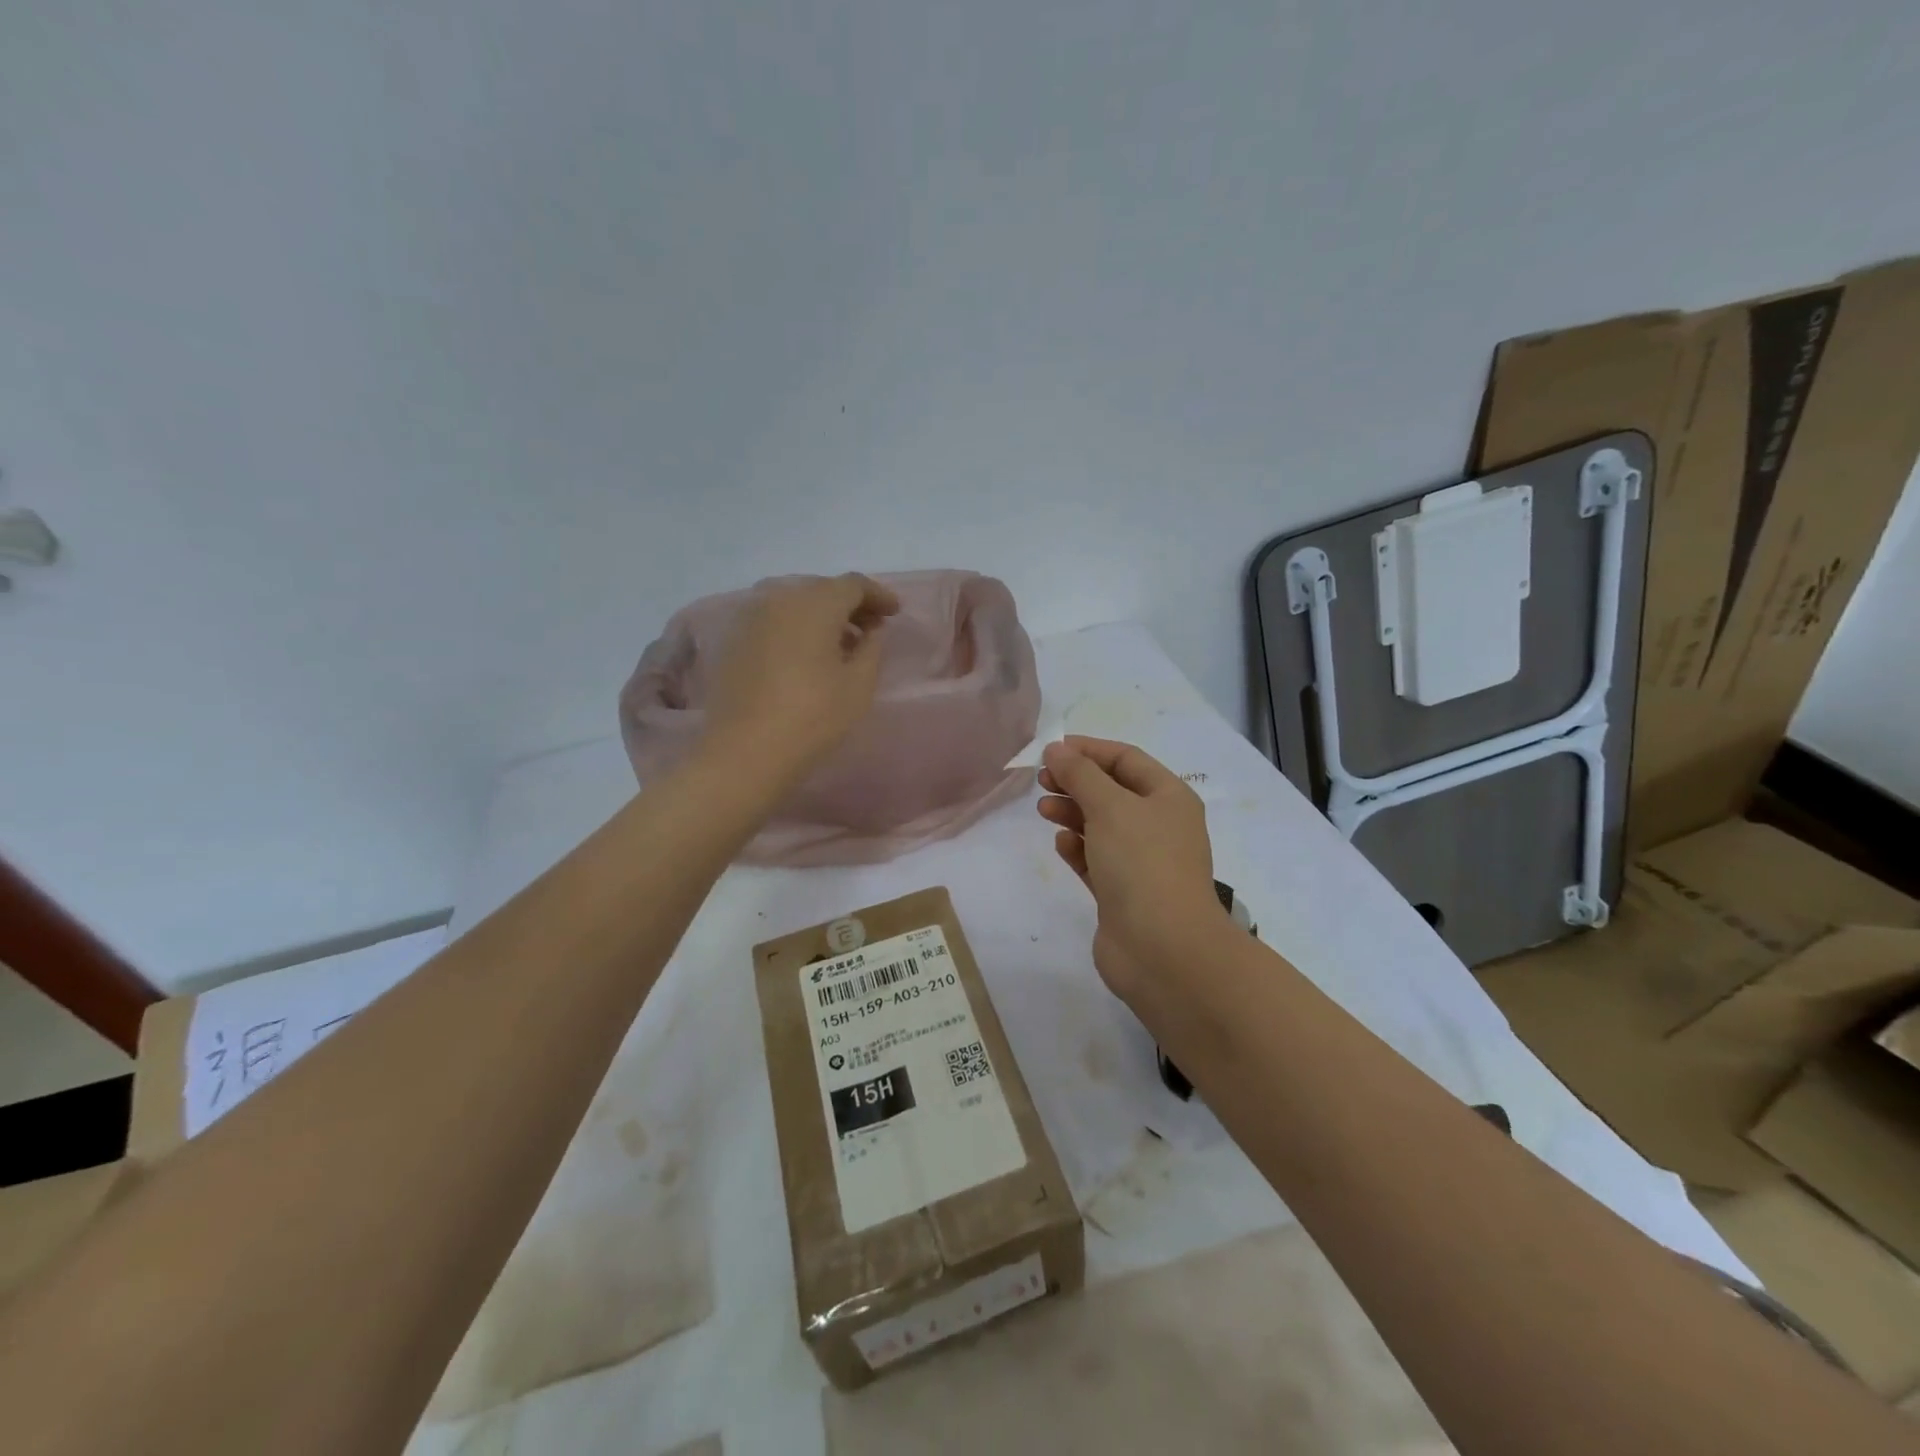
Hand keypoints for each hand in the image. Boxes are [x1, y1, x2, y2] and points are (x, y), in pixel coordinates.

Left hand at [702, 573, 900, 782]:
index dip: (878, 596)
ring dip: (820, 615)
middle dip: (849, 604)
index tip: (895, 613)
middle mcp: (779, 598)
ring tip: (838, 643)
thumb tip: (870, 629)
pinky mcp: (733, 640)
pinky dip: (795, 627)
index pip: (853, 584)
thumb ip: (872, 647)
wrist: (744, 752)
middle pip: (821, 589)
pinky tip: (805, 654)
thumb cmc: (813, 717)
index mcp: (814, 603)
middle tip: (870, 628)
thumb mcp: (859, 684)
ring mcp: (750, 617)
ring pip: (794, 602)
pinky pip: (773, 620)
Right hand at [1036, 736, 1230, 1007]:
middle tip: (1041, 781)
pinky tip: (1062, 845)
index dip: (1088, 750)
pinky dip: (1078, 848)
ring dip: (1072, 813)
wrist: (1163, 949)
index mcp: (1168, 797)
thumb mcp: (1110, 807)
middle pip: (1112, 791)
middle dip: (1076, 782)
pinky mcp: (1123, 894)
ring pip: (1101, 826)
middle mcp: (1159, 825)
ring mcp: (1142, 862)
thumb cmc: (1142, 864)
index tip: (1050, 750)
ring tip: (1043, 810)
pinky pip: (1097, 860)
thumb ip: (1080, 774)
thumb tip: (1056, 749)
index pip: (1126, 759)